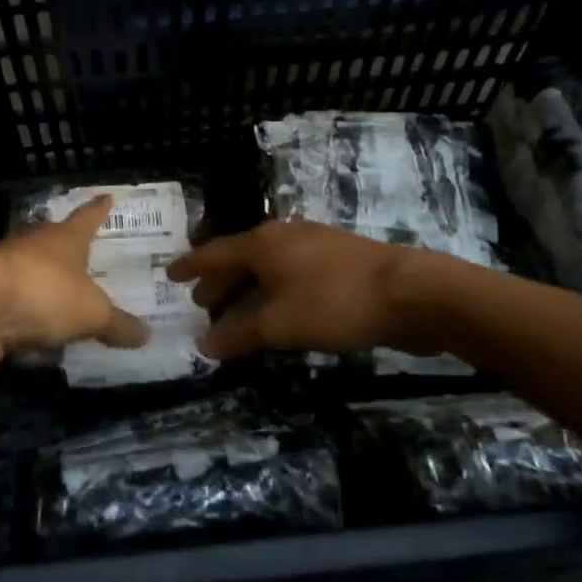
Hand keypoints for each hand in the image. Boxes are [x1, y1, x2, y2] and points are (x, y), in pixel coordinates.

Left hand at [0, 195, 149, 368]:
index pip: (87, 217)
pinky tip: (31, 329)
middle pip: (53, 239)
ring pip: (29, 269)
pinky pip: (13, 302)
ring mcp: (4, 268)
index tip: (106, 197)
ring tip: (59, 293)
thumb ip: (117, 324)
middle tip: (82, 252)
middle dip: (66, 245)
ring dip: (41, 279)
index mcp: (64, 239)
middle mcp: (34, 245)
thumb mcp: (91, 313)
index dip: (98, 210)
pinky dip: (23, 312)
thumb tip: (147, 335)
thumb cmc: (43, 293)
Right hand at [166, 221, 410, 360]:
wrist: (411, 292)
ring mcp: (313, 246)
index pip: (214, 253)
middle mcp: (283, 237)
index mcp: (262, 243)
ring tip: (234, 313)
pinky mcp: (337, 261)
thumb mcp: (280, 323)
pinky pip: (289, 275)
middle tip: (199, 304)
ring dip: (246, 290)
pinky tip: (277, 312)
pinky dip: (272, 293)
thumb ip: (238, 333)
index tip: (170, 275)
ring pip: (266, 267)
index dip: (191, 267)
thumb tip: (203, 344)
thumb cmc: (336, 302)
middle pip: (239, 258)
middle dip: (218, 282)